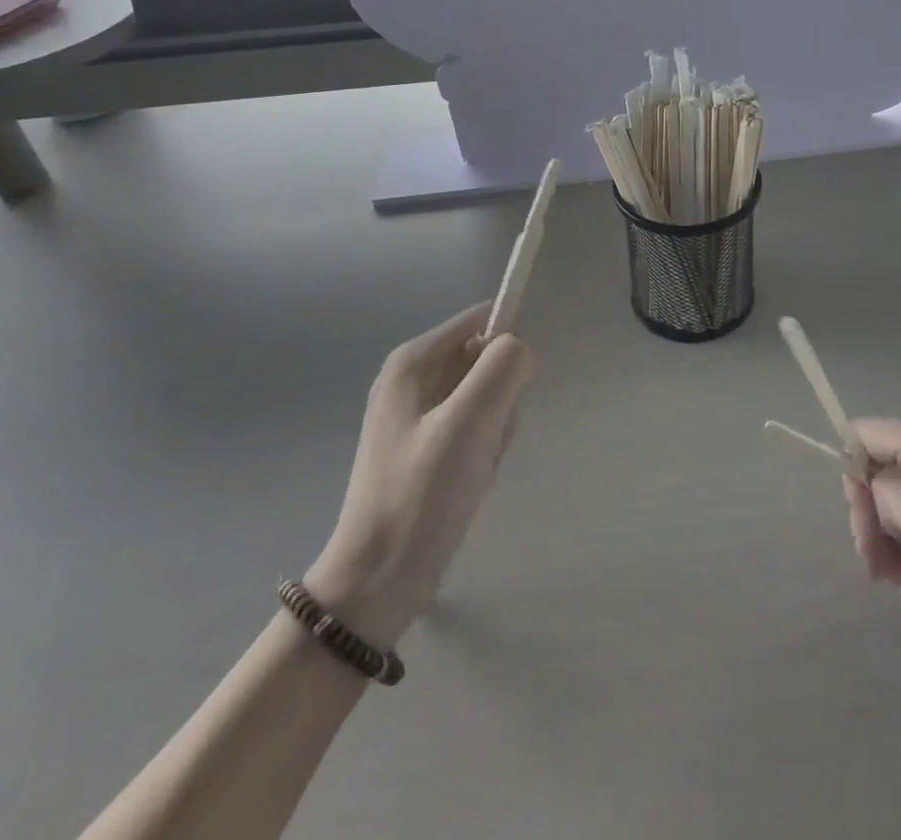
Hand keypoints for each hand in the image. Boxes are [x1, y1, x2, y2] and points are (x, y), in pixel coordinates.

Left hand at [304, 305, 535, 647]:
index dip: (508, 345)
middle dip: (501, 396)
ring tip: (479, 464)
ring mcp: (417, 416)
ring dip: (495, 427)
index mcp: (413, 362)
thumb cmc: (422, 494)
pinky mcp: (425, 449)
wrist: (378, 582)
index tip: (518, 386)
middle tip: (489, 436)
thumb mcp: (469, 422)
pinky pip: (474, 428)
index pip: (480, 320)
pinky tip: (473, 480)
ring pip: (485, 397)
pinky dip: (484, 449)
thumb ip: (502, 368)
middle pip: (484, 360)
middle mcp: (411, 380)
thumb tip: (522, 349)